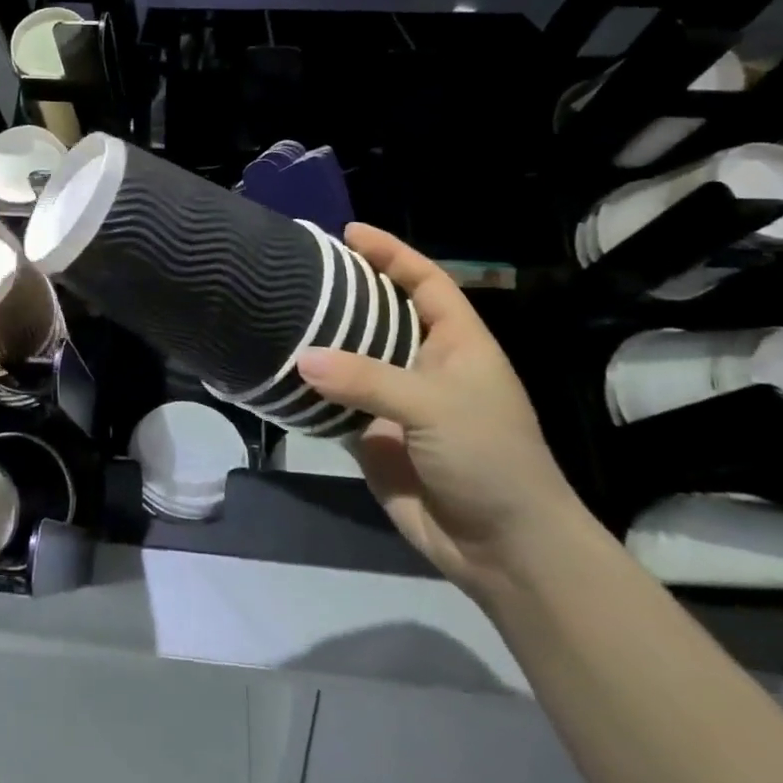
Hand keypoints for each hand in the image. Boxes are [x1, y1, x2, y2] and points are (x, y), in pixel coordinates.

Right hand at [297, 225, 586, 597]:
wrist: (503, 549)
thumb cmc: (489, 458)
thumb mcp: (436, 406)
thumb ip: (368, 378)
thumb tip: (301, 358)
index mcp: (457, 343)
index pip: (425, 282)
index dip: (392, 254)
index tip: (349, 233)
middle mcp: (425, 364)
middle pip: (381, 315)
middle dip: (346, 292)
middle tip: (299, 272)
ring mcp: (397, 402)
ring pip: (352, 359)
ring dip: (321, 341)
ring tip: (279, 313)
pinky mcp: (373, 437)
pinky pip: (335, 403)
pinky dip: (310, 390)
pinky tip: (280, 371)